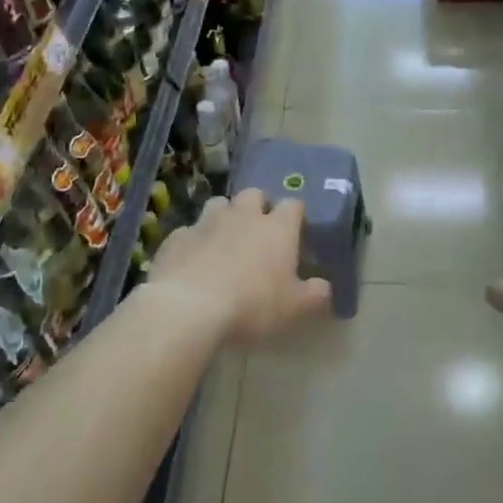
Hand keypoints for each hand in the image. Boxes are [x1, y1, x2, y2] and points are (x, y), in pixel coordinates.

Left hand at [149, 189, 332, 343]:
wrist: (188, 308)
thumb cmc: (252, 304)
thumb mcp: (294, 308)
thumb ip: (315, 295)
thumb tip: (325, 288)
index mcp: (277, 228)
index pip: (293, 205)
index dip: (295, 216)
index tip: (296, 232)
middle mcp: (243, 216)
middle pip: (254, 194)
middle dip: (258, 206)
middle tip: (259, 232)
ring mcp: (206, 223)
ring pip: (219, 204)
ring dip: (225, 216)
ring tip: (225, 239)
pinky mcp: (176, 238)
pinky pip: (189, 231)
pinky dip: (195, 240)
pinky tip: (193, 261)